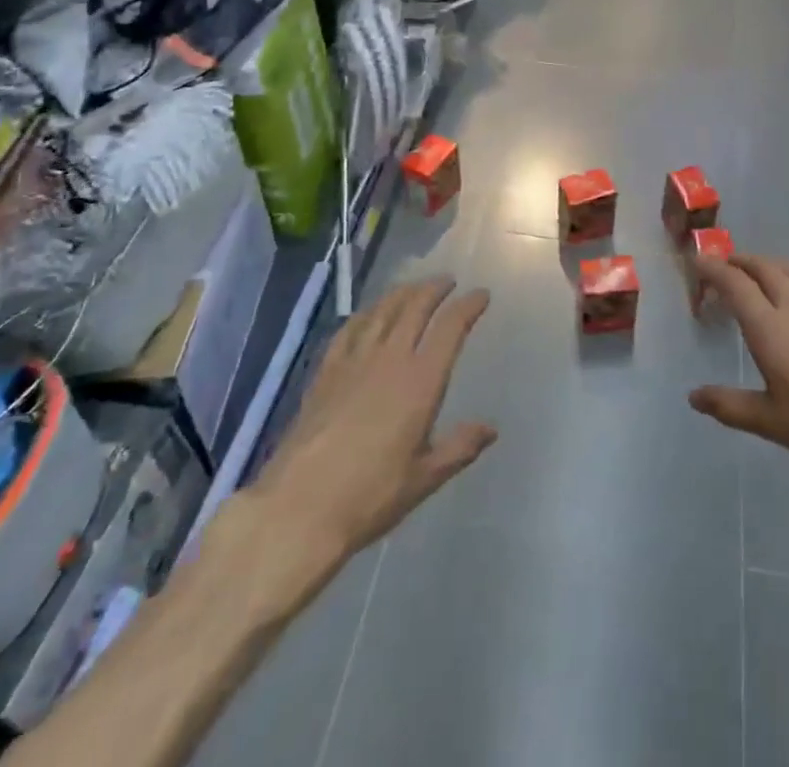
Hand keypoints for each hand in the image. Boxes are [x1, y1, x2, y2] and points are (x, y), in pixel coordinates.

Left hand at [219, 279, 495, 573]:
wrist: (298, 507)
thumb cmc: (370, 496)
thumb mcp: (424, 478)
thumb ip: (459, 448)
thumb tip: (490, 429)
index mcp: (420, 381)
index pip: (450, 328)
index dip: (468, 306)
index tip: (481, 295)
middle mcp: (389, 359)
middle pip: (415, 307)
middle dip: (434, 289)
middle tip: (447, 282)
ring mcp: (353, 362)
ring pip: (382, 311)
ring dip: (402, 293)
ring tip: (414, 288)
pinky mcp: (325, 372)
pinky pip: (349, 329)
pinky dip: (365, 313)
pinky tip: (367, 315)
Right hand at [688, 253, 788, 550]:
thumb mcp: (771, 422)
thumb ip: (729, 405)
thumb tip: (693, 397)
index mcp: (769, 328)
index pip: (735, 284)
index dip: (714, 269)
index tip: (699, 262)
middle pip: (764, 268)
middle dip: (741, 261)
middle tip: (725, 266)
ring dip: (773, 264)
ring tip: (762, 272)